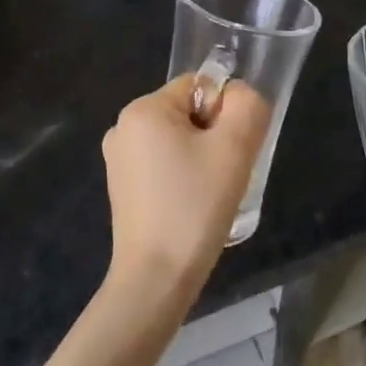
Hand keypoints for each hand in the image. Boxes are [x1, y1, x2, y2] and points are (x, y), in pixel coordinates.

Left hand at [102, 75, 270, 301]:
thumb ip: (246, 106)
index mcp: (143, 109)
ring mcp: (118, 160)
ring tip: (207, 196)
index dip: (224, 114)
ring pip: (178, 141)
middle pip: (188, 113)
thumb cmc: (194, 206)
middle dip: (213, 137)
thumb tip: (239, 96)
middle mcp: (123, 127)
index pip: (199, 86)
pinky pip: (163, 166)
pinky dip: (183, 179)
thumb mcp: (234, 148)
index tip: (227, 152)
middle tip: (221, 176)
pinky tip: (189, 208)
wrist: (156, 279)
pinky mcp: (121, 189)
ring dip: (200, 160)